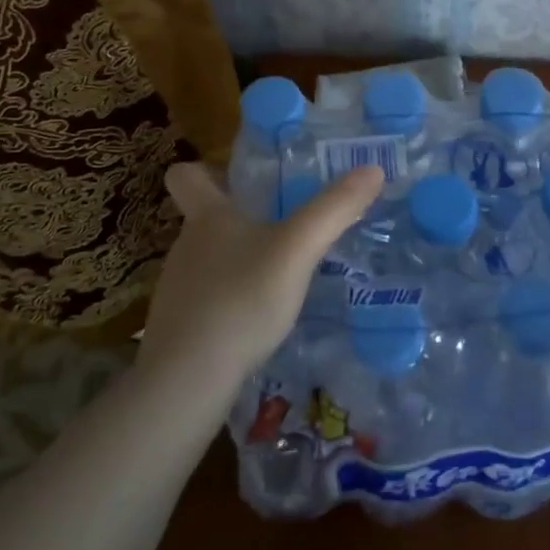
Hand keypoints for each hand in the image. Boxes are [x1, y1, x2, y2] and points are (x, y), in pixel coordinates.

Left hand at [138, 162, 385, 393]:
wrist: (188, 380)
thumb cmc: (241, 299)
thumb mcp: (298, 250)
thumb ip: (334, 210)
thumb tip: (373, 169)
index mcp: (208, 217)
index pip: (185, 175)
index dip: (205, 170)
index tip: (233, 178)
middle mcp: (186, 245)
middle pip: (205, 219)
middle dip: (239, 220)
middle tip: (282, 227)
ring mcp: (177, 289)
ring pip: (207, 261)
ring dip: (237, 263)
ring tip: (277, 278)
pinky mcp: (178, 327)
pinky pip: (206, 300)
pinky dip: (229, 302)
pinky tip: (257, 321)